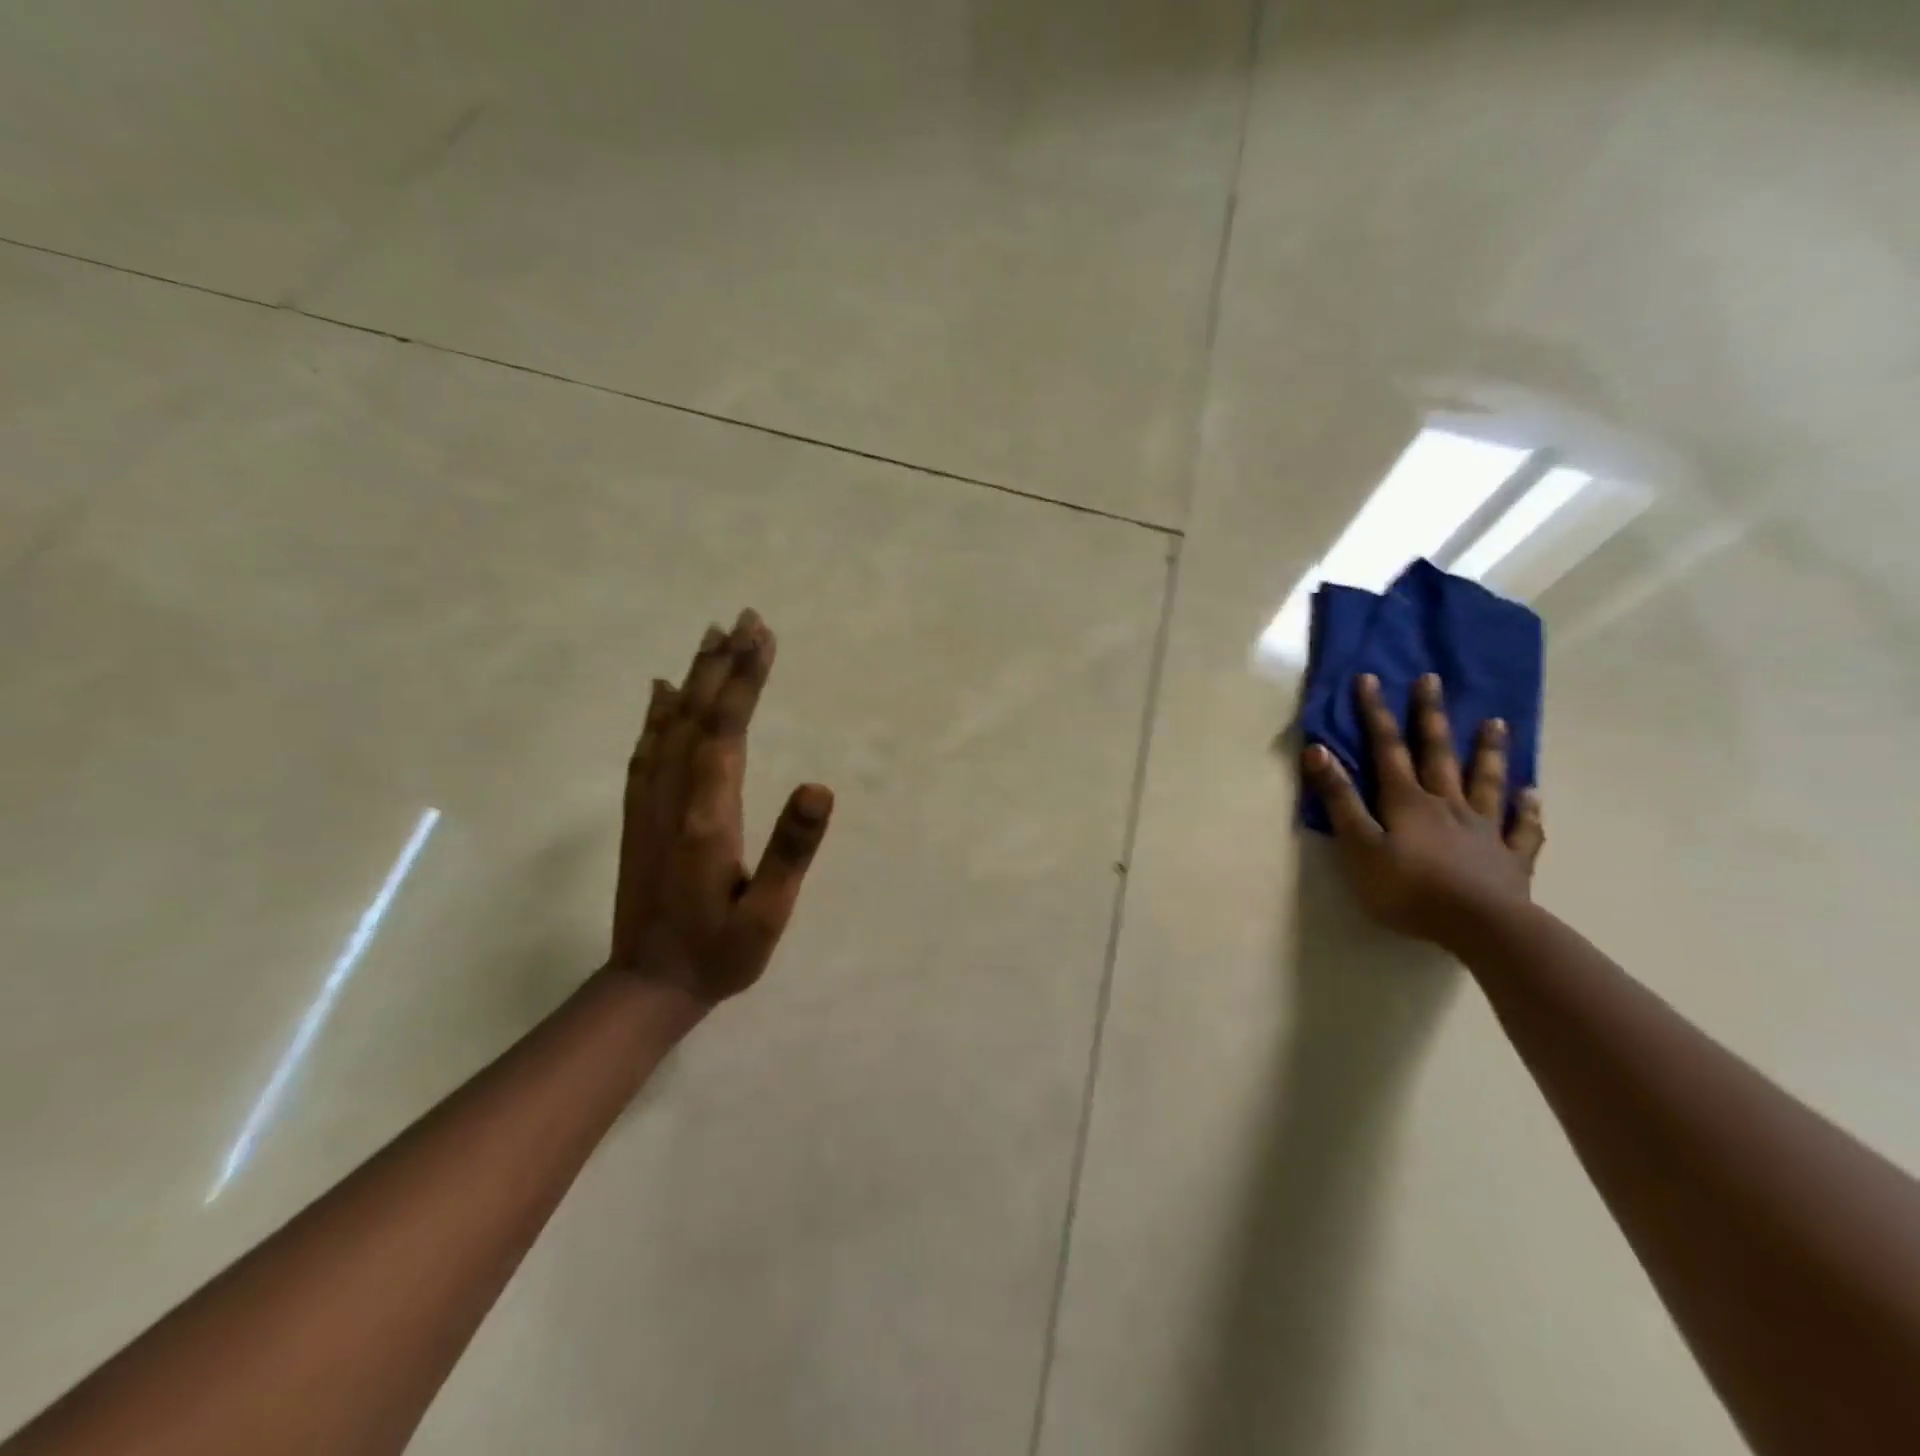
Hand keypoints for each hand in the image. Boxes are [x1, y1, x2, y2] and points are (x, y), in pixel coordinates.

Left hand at [609, 610, 833, 1002]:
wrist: (647, 985)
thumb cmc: (720, 953)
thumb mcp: (768, 914)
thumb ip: (791, 851)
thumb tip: (820, 788)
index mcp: (707, 816)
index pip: (727, 730)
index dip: (745, 680)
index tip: (761, 635)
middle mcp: (672, 797)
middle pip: (696, 715)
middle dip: (723, 664)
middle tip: (745, 618)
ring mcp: (648, 804)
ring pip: (668, 725)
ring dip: (692, 677)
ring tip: (711, 636)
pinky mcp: (637, 816)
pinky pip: (645, 750)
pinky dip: (654, 713)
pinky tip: (660, 690)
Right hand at [1301, 672, 1544, 944]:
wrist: (1480, 927)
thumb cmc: (1408, 888)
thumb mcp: (1359, 845)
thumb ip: (1339, 799)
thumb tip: (1318, 751)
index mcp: (1407, 801)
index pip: (1387, 748)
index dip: (1375, 713)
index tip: (1370, 678)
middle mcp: (1447, 804)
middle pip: (1437, 753)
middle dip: (1430, 716)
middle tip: (1432, 679)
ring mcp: (1484, 829)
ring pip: (1485, 781)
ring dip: (1487, 751)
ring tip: (1495, 722)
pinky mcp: (1511, 857)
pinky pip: (1523, 827)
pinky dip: (1527, 809)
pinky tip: (1531, 794)